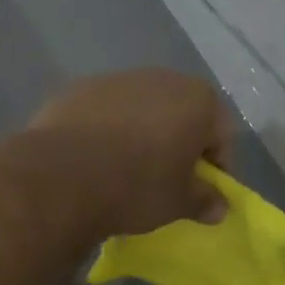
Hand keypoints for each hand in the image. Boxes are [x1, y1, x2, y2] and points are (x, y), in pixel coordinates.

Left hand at [24, 69, 234, 238]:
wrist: (63, 174)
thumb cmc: (138, 185)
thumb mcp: (179, 203)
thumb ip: (204, 201)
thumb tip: (218, 207)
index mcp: (197, 99)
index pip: (221, 134)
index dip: (216, 166)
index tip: (202, 192)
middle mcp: (161, 77)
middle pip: (180, 113)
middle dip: (177, 143)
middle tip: (166, 179)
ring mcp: (116, 78)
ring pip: (140, 109)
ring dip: (140, 133)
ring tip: (125, 169)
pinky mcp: (78, 88)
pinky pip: (104, 111)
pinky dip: (105, 129)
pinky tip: (93, 158)